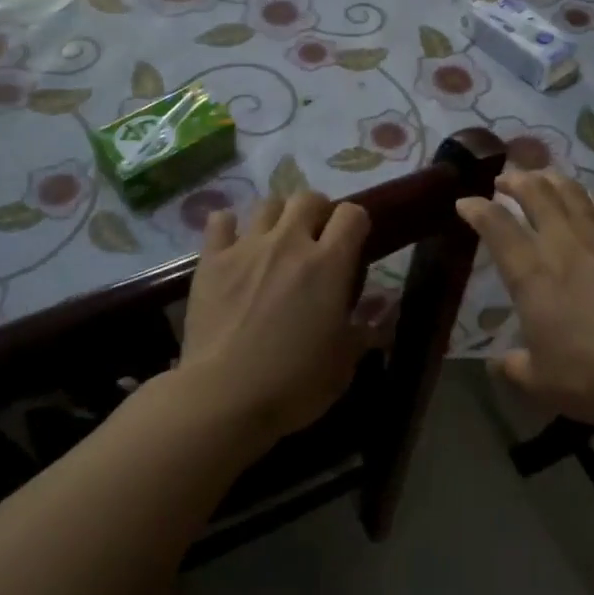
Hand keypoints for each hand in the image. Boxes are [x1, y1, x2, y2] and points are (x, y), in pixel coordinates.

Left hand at [178, 190, 370, 445]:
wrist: (224, 396)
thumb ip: (365, 330)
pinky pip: (220, 221)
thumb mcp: (344, 362)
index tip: (354, 244)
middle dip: (317, 212)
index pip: (352, 214)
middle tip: (315, 239)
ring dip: (278, 217)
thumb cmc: (294, 383)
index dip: (357, 223)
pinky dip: (229, 226)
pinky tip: (232, 243)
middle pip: (308, 198)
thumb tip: (382, 314)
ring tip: (276, 240)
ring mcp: (247, 247)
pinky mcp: (211, 260)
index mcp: (329, 264)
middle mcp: (289, 243)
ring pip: (268, 204)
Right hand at [457, 172, 593, 427]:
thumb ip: (514, 368)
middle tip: (504, 180)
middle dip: (515, 181)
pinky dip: (590, 197)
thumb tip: (499, 363)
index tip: (464, 203)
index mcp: (532, 275)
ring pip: (571, 193)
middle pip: (536, 195)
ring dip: (551, 179)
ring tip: (541, 177)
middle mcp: (563, 245)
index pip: (497, 228)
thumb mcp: (541, 383)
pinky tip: (589, 198)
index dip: (476, 210)